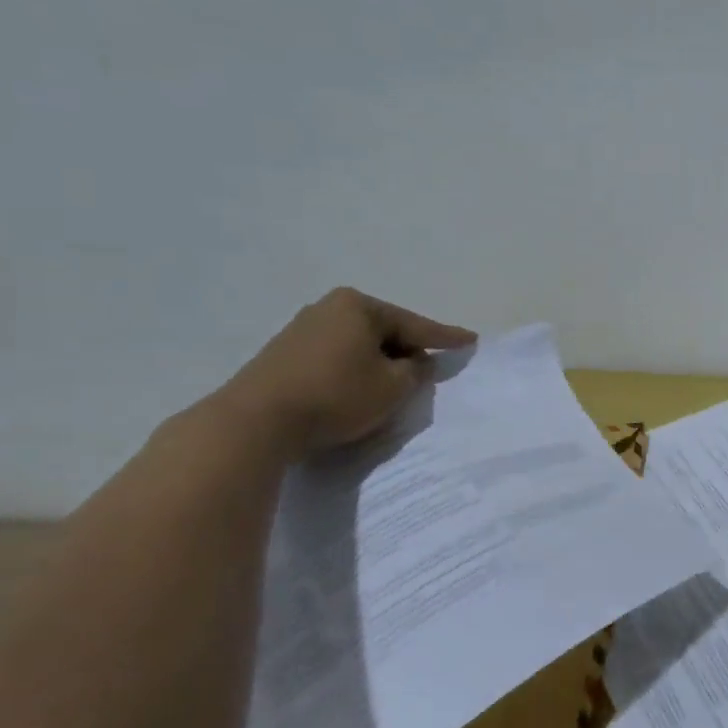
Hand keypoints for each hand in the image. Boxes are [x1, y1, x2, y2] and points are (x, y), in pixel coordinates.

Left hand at [219, 288, 475, 456]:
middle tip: (430, 366)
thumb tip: (416, 362)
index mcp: (359, 306)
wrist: (256, 421)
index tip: (471, 339)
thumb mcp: (393, 386)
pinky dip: (353, 372)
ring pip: (358, 345)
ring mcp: (301, 330)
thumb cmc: (336, 395)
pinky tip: (358, 389)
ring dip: (379, 363)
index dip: (446, 337)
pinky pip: (335, 358)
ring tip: (396, 383)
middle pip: (384, 331)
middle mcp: (328, 308)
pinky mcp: (283, 356)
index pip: (415, 324)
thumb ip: (416, 371)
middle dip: (407, 350)